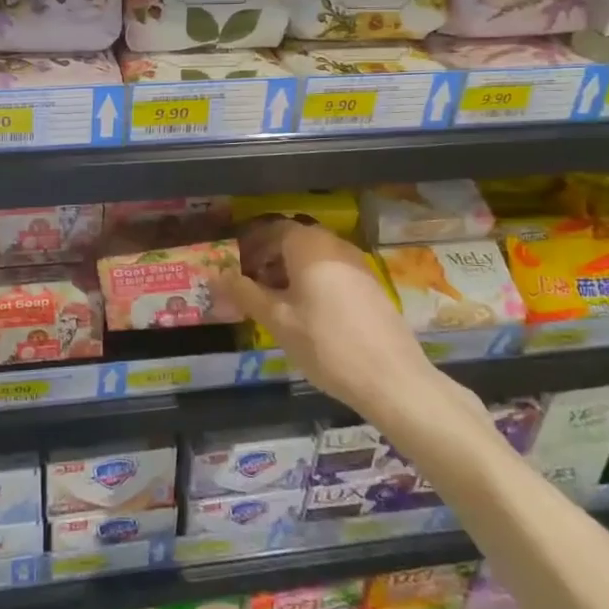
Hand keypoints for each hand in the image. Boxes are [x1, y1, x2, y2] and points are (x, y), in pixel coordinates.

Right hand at [219, 221, 456, 424]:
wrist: (393, 379)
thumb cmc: (326, 344)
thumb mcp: (278, 320)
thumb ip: (245, 293)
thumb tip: (216, 275)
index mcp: (308, 245)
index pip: (272, 229)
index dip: (250, 244)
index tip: (235, 265)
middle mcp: (334, 245)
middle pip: (294, 240)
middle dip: (269, 257)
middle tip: (250, 284)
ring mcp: (357, 265)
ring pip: (314, 256)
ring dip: (290, 270)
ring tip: (275, 301)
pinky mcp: (371, 286)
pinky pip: (332, 271)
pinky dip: (313, 281)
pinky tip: (307, 312)